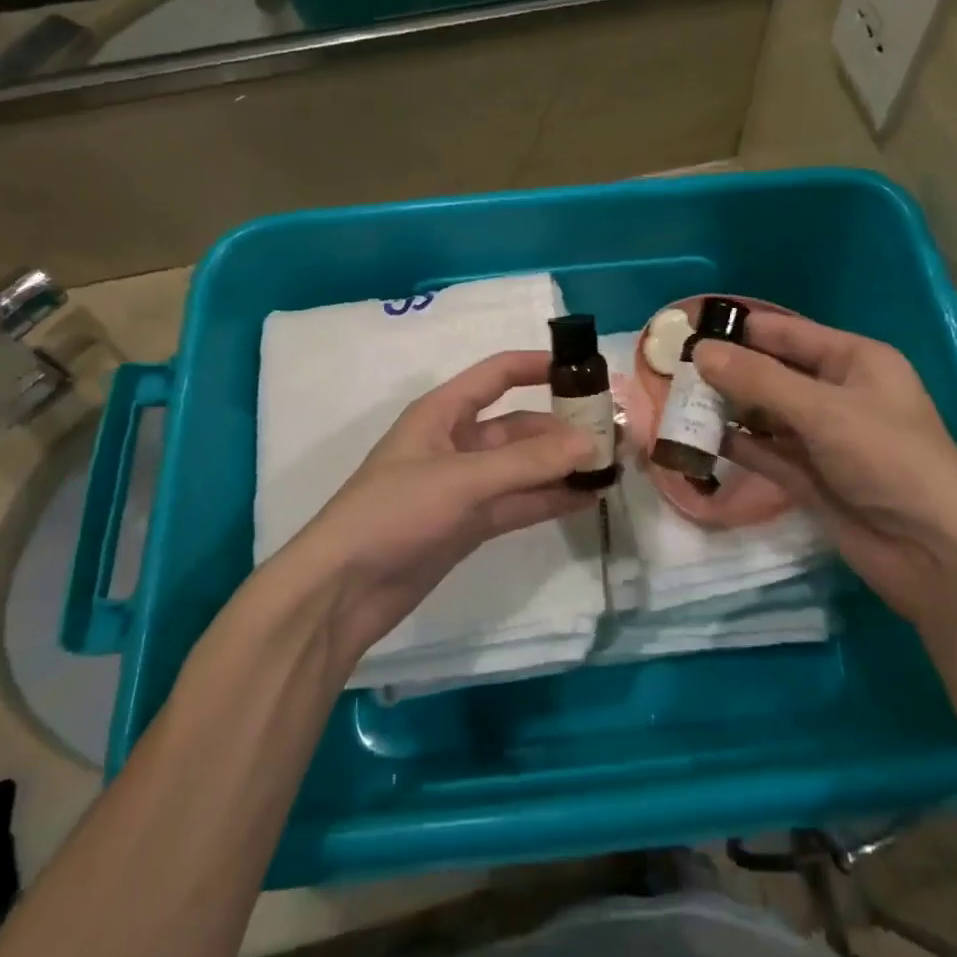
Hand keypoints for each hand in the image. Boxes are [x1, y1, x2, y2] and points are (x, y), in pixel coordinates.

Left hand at [280, 351, 596, 662]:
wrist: (342, 590)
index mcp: (443, 412)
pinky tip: (586, 499)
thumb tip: (590, 442)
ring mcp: (464, 485)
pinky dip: (549, 499)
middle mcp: (456, 442)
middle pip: (519, 426)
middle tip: (613, 437)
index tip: (587, 371)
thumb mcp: (462, 479)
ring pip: (522, 467)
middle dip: (562, 429)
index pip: (498, 375)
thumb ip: (528, 461)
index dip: (539, 366)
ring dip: (561, 467)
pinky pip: (518, 502)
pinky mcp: (470, 523)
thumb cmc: (394, 513)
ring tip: (610, 468)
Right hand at [693, 315, 956, 615]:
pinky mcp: (808, 476)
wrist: (934, 553)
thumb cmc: (889, 460)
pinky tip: (695, 439)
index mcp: (854, 361)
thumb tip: (700, 351)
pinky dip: (734, 444)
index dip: (740, 329)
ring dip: (725, 408)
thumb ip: (759, 380)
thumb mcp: (825, 410)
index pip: (786, 333)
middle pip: (771, 372)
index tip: (688, 329)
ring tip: (674, 402)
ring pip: (763, 413)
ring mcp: (821, 437)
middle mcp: (836, 392)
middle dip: (726, 370)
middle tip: (670, 369)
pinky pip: (763, 451)